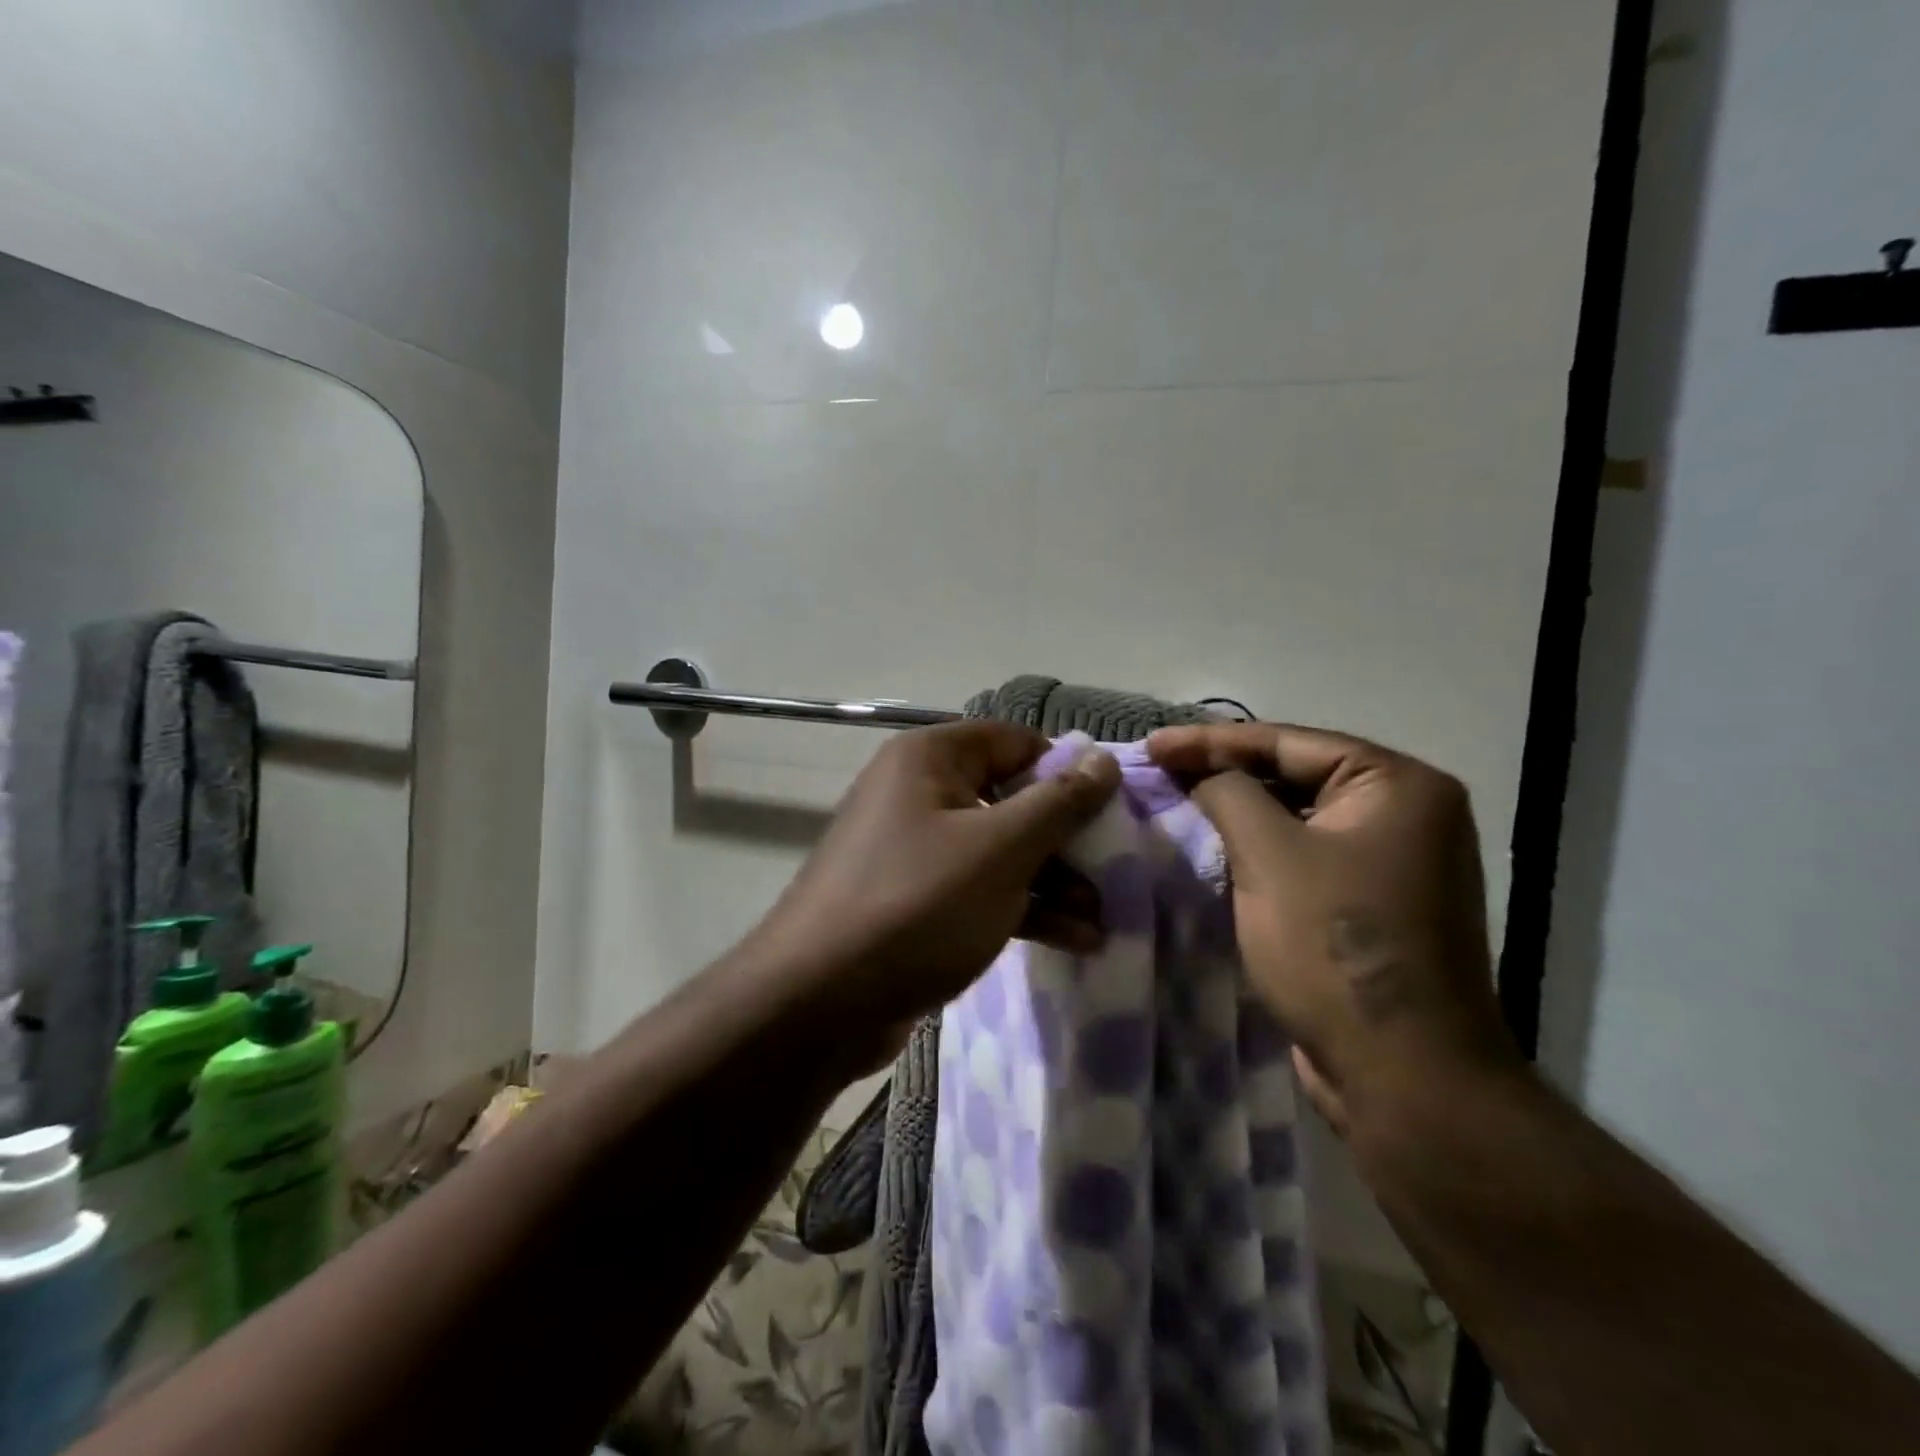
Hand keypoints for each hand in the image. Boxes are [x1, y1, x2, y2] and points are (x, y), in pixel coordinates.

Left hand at [743, 721, 1121, 1036]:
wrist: (818, 1003)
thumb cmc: (917, 905)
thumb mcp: (1001, 850)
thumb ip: (1059, 803)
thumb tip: (1103, 760)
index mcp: (929, 759)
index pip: (1014, 741)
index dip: (1065, 771)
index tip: (1110, 811)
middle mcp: (918, 793)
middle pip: (1010, 798)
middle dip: (1065, 840)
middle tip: (1114, 875)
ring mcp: (913, 849)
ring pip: (998, 850)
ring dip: (1052, 881)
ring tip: (1102, 919)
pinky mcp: (914, 901)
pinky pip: (978, 889)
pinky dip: (1022, 908)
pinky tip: (1073, 940)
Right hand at [1147, 722, 1519, 1134]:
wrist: (1402, 1074)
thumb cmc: (1335, 946)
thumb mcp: (1269, 855)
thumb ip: (1228, 794)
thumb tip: (1201, 773)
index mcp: (1399, 786)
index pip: (1288, 742)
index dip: (1211, 741)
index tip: (1152, 744)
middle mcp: (1407, 813)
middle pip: (1296, 775)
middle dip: (1224, 772)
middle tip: (1161, 769)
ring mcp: (1394, 862)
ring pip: (1298, 818)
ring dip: (1239, 811)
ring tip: (1177, 800)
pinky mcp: (1374, 904)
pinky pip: (1307, 856)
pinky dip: (1261, 848)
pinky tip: (1215, 846)